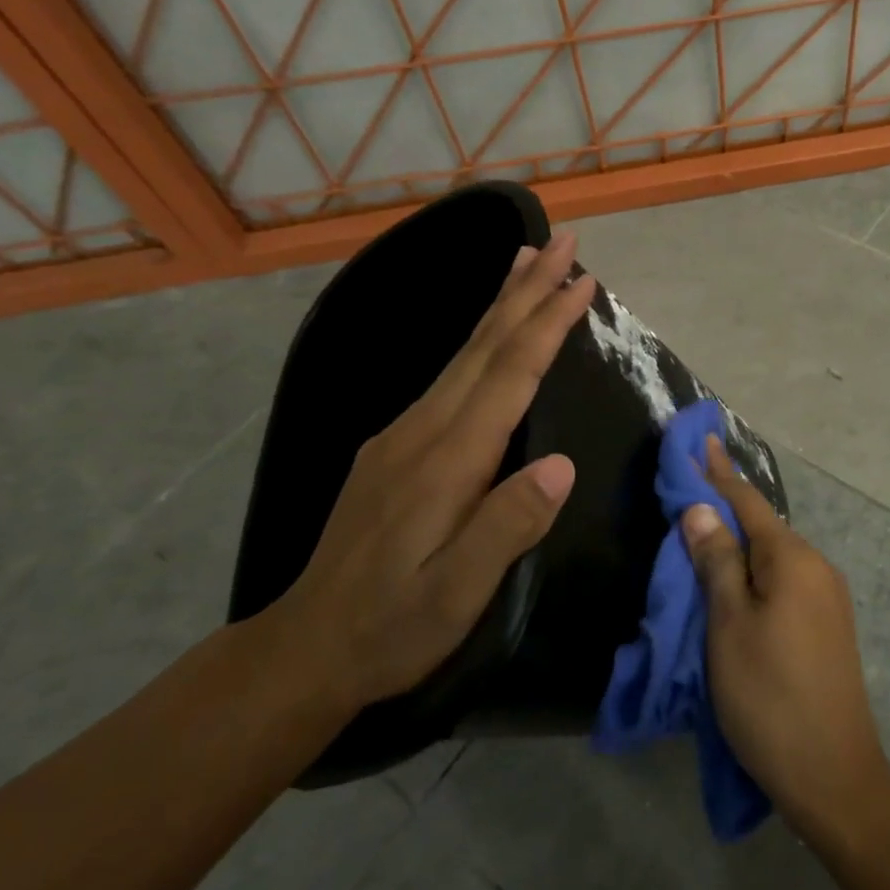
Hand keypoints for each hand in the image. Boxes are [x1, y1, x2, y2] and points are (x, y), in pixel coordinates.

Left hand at [270, 232, 598, 713]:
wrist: (306, 646)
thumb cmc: (392, 627)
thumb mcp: (456, 595)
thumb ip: (507, 528)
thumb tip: (562, 466)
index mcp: (446, 461)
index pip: (508, 375)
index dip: (547, 324)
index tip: (582, 282)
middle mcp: (422, 430)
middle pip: (485, 345)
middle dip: (527, 290)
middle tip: (563, 243)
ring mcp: (402, 433)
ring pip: (463, 352)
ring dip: (501, 303)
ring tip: (525, 260)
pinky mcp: (394, 445)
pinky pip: (449, 374)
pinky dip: (480, 338)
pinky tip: (487, 334)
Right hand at [682, 436, 889, 849]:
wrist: (834, 776)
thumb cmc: (769, 697)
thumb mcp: (729, 626)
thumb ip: (716, 562)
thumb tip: (701, 509)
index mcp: (793, 559)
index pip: (748, 502)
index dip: (718, 473)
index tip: (700, 440)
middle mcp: (817, 568)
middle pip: (763, 527)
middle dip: (725, 508)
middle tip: (688, 491)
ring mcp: (827, 598)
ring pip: (773, 557)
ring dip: (738, 544)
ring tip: (703, 536)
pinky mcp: (827, 626)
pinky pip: (784, 581)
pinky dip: (754, 572)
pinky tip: (735, 582)